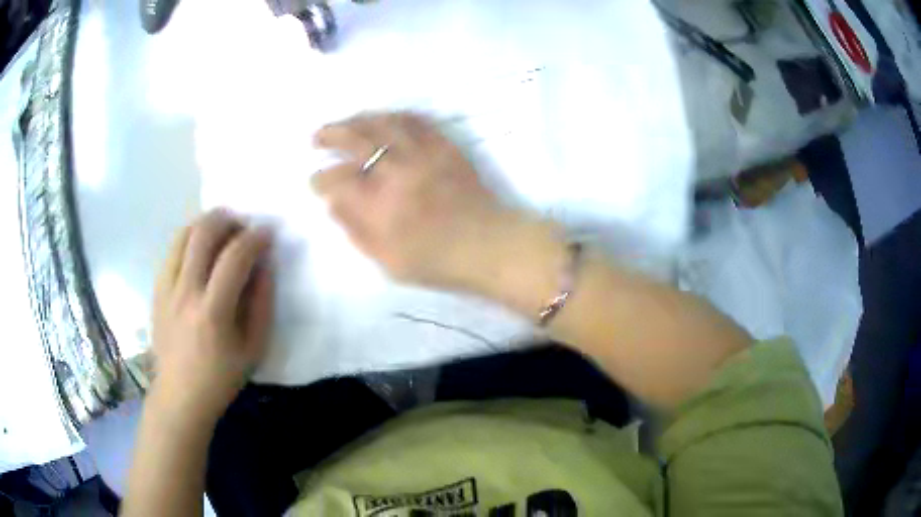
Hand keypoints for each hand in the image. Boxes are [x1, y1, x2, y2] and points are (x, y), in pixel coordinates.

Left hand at [150, 209, 273, 424]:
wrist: (179, 394)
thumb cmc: (221, 377)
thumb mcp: (254, 348)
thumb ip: (262, 304)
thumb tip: (264, 265)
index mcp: (213, 312)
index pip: (234, 257)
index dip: (255, 238)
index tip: (267, 233)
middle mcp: (185, 292)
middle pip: (203, 233)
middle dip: (227, 219)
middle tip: (242, 225)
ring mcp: (166, 288)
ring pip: (183, 234)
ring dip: (205, 224)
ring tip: (221, 232)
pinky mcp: (156, 289)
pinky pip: (172, 249)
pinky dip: (189, 239)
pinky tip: (200, 251)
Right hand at [312, 112, 508, 289]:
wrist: (489, 245)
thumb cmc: (438, 261)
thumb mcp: (388, 262)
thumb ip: (356, 231)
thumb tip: (332, 204)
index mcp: (379, 204)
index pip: (337, 181)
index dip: (320, 179)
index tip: (315, 181)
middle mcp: (397, 171)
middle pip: (355, 140)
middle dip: (330, 135)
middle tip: (317, 137)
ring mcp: (423, 153)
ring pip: (383, 123)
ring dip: (358, 119)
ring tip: (345, 122)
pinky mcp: (444, 146)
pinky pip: (416, 120)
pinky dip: (395, 115)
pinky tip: (384, 117)